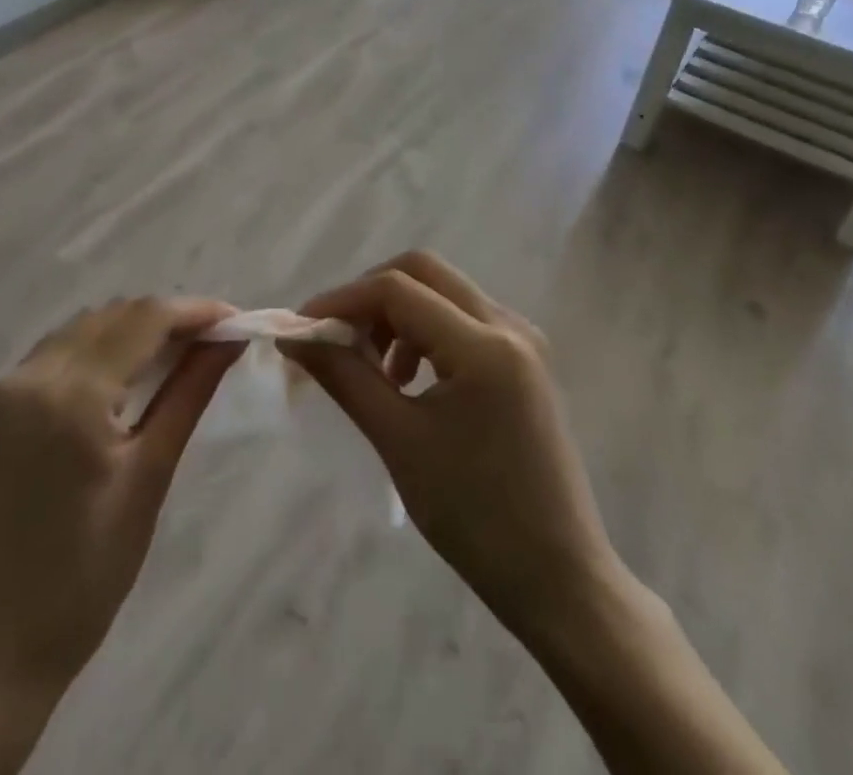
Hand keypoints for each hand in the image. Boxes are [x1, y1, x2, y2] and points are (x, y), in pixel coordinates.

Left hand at [0, 297, 240, 774]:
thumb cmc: (85, 577)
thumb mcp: (148, 479)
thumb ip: (188, 395)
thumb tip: (229, 341)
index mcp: (72, 395)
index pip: (144, 320)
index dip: (195, 311)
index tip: (237, 319)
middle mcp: (32, 374)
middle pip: (114, 316)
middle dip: (167, 319)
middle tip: (213, 342)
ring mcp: (5, 388)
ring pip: (84, 329)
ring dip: (132, 330)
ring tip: (177, 357)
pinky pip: (56, 353)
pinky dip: (98, 350)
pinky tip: (124, 377)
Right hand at [281, 252, 617, 636]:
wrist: (558, 579)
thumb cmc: (475, 517)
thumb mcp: (399, 441)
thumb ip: (344, 376)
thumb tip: (294, 338)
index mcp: (484, 346)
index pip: (397, 289)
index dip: (342, 300)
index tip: (302, 329)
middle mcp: (509, 326)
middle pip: (424, 272)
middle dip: (371, 295)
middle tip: (338, 338)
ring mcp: (523, 340)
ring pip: (443, 291)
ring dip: (398, 313)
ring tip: (373, 368)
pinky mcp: (524, 359)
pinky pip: (463, 318)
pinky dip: (425, 331)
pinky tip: (408, 379)